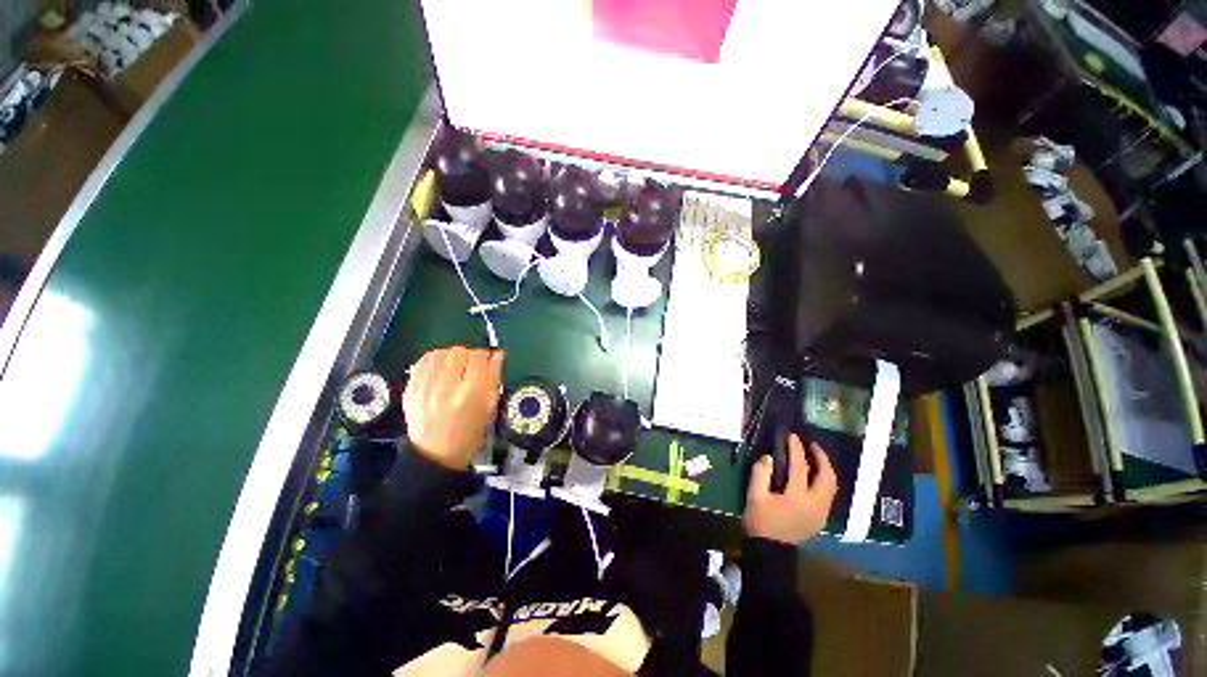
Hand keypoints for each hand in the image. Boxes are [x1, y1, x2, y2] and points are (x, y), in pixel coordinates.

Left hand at [402, 347, 503, 469]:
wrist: (436, 454)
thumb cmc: (469, 433)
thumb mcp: (489, 407)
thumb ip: (494, 377)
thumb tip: (497, 355)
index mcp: (471, 394)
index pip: (479, 357)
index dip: (485, 357)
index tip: (486, 363)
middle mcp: (447, 388)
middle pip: (459, 352)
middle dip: (468, 356)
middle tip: (470, 367)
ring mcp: (425, 389)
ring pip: (440, 353)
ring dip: (450, 357)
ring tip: (453, 368)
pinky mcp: (410, 390)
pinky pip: (422, 362)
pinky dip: (433, 360)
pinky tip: (439, 368)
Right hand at [743, 434, 836, 544]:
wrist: (770, 550)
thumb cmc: (760, 522)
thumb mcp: (755, 496)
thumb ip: (761, 473)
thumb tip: (769, 457)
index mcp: (797, 497)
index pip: (800, 467)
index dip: (796, 449)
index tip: (793, 436)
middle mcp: (815, 504)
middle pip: (827, 477)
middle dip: (822, 458)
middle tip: (812, 445)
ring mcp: (820, 513)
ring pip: (832, 486)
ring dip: (825, 469)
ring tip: (815, 458)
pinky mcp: (820, 518)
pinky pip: (828, 494)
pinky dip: (824, 481)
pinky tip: (813, 476)